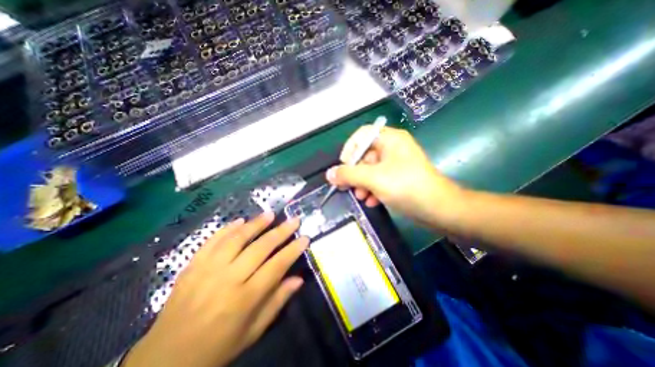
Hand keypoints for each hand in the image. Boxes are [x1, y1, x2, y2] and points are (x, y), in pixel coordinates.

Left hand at [121, 212, 308, 366]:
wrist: (164, 360)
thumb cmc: (217, 348)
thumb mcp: (253, 332)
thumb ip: (277, 302)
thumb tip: (298, 279)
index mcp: (245, 299)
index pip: (276, 266)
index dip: (293, 250)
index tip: (305, 238)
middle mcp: (228, 279)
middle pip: (260, 247)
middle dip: (281, 231)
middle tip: (294, 219)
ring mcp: (207, 270)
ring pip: (237, 239)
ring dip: (256, 224)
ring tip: (270, 214)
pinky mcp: (192, 266)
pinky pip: (212, 241)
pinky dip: (227, 228)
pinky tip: (240, 220)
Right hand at [325, 126, 461, 228]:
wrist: (438, 209)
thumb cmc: (405, 186)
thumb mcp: (373, 178)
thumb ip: (348, 175)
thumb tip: (329, 174)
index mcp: (390, 139)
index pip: (362, 135)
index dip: (349, 149)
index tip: (343, 165)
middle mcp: (393, 148)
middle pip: (365, 155)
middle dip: (355, 172)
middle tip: (346, 186)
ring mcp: (396, 164)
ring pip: (371, 170)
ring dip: (362, 184)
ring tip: (360, 196)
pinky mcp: (399, 178)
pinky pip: (379, 180)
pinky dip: (373, 190)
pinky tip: (371, 201)